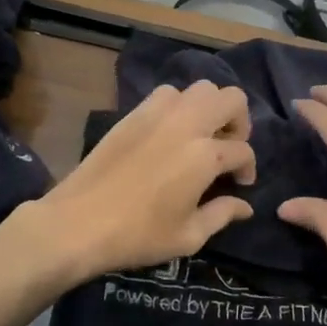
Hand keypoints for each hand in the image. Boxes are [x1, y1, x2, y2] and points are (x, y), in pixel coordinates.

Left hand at [23, 80, 256, 284]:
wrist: (79, 222)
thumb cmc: (138, 235)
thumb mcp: (188, 236)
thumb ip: (222, 215)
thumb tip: (245, 205)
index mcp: (205, 155)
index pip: (242, 150)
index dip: (248, 168)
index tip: (240, 184)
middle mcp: (187, 124)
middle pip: (231, 98)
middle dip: (239, 121)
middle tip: (227, 148)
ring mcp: (158, 113)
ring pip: (199, 89)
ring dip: (208, 108)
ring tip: (200, 135)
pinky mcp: (133, 113)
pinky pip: (167, 94)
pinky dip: (178, 106)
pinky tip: (170, 132)